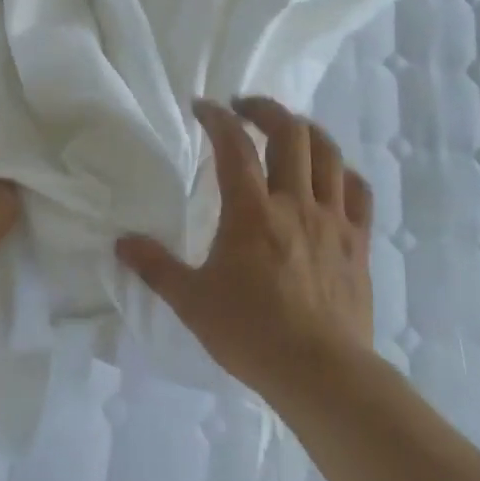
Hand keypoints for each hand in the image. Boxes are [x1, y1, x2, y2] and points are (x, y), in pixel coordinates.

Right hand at [116, 97, 373, 396]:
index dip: (216, 117)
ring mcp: (333, 219)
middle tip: (244, 109)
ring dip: (305, 130)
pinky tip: (330, 176)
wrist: (322, 373)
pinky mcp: (359, 241)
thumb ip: (155, 267)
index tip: (201, 106)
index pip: (233, 144)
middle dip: (264, 109)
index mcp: (252, 210)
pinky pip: (358, 191)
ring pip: (328, 152)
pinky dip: (342, 172)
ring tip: (287, 130)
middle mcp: (295, 201)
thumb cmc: (252, 333)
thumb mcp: (192, 300)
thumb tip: (121, 243)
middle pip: (289, 132)